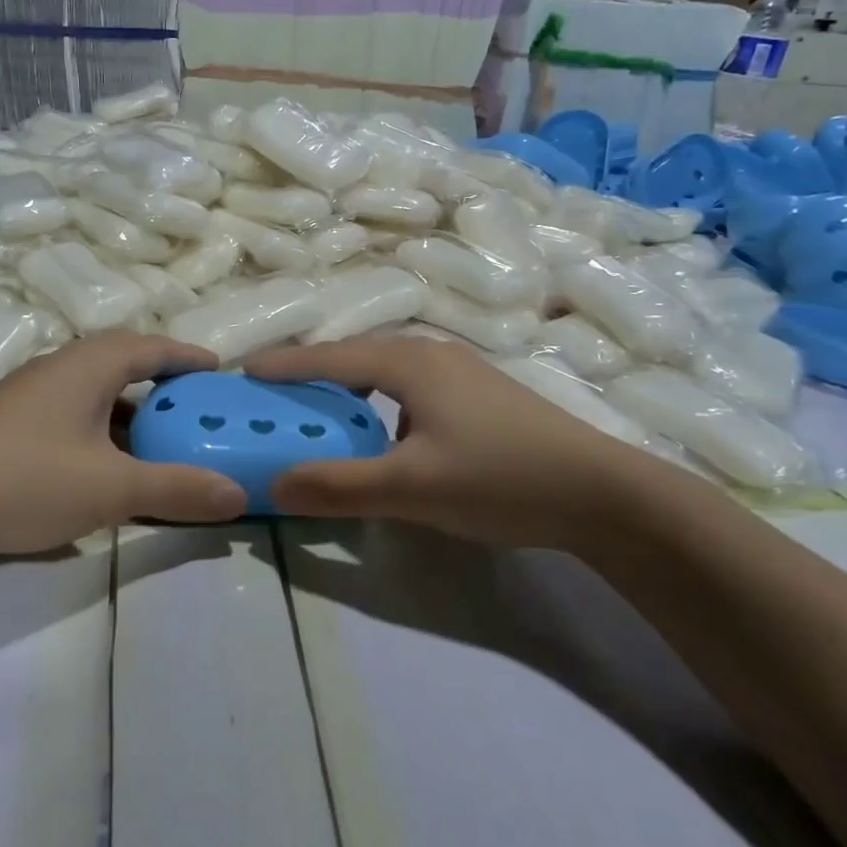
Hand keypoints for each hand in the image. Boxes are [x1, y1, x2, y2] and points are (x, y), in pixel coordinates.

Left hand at [0, 332, 248, 556]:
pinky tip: (106, 471)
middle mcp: (62, 369)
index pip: (155, 347)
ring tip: (162, 445)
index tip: (222, 372)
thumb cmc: (24, 477)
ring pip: (97, 396)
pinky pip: (74, 419)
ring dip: (133, 416)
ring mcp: (32, 396)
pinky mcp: (11, 426)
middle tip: (199, 414)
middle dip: (166, 388)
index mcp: (91, 364)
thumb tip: (239, 495)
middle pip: (127, 367)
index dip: (190, 357)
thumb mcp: (110, 488)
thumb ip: (176, 489)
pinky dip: (103, 436)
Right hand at [247, 336, 651, 546]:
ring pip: (385, 370)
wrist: (602, 492)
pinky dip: (379, 400)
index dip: (285, 365)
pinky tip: (383, 432)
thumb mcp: (411, 488)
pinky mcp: (479, 394)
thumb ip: (339, 486)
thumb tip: (275, 485)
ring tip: (321, 410)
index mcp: (409, 363)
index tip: (244, 370)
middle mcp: (431, 354)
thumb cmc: (499, 477)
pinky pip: (409, 386)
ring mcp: (460, 371)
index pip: (330, 358)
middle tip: (275, 393)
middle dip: (312, 372)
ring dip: (348, 386)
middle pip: (356, 355)